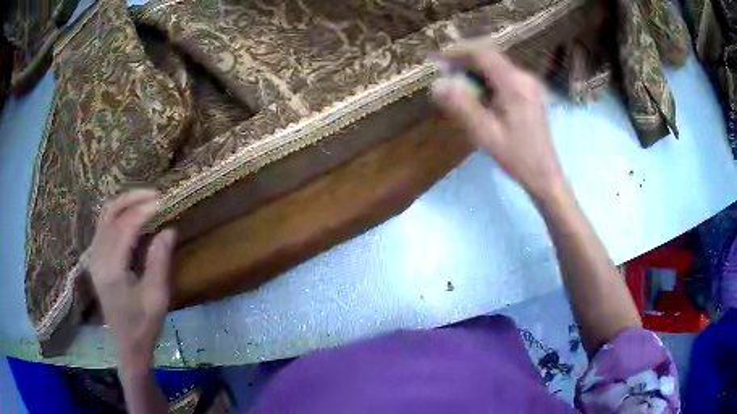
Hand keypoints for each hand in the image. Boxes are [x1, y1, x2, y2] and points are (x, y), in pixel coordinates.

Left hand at [88, 190, 175, 371]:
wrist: (126, 346)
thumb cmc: (144, 326)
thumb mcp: (156, 298)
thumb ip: (159, 261)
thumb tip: (169, 229)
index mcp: (112, 269)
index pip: (125, 226)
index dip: (144, 210)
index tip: (164, 201)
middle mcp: (98, 257)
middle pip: (110, 213)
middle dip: (132, 199)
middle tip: (155, 195)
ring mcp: (94, 257)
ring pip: (105, 216)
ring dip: (124, 203)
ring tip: (146, 201)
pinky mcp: (95, 259)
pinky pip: (103, 226)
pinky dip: (118, 215)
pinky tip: (132, 217)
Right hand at [430, 49, 564, 200]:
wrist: (545, 175)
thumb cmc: (517, 157)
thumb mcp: (486, 134)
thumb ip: (462, 107)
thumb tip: (436, 84)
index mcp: (515, 85)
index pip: (482, 54)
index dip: (457, 52)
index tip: (437, 60)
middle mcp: (524, 78)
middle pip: (490, 57)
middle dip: (465, 61)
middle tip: (443, 73)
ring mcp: (529, 84)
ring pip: (497, 67)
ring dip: (475, 71)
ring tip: (456, 84)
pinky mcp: (530, 92)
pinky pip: (504, 77)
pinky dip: (487, 80)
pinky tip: (478, 94)